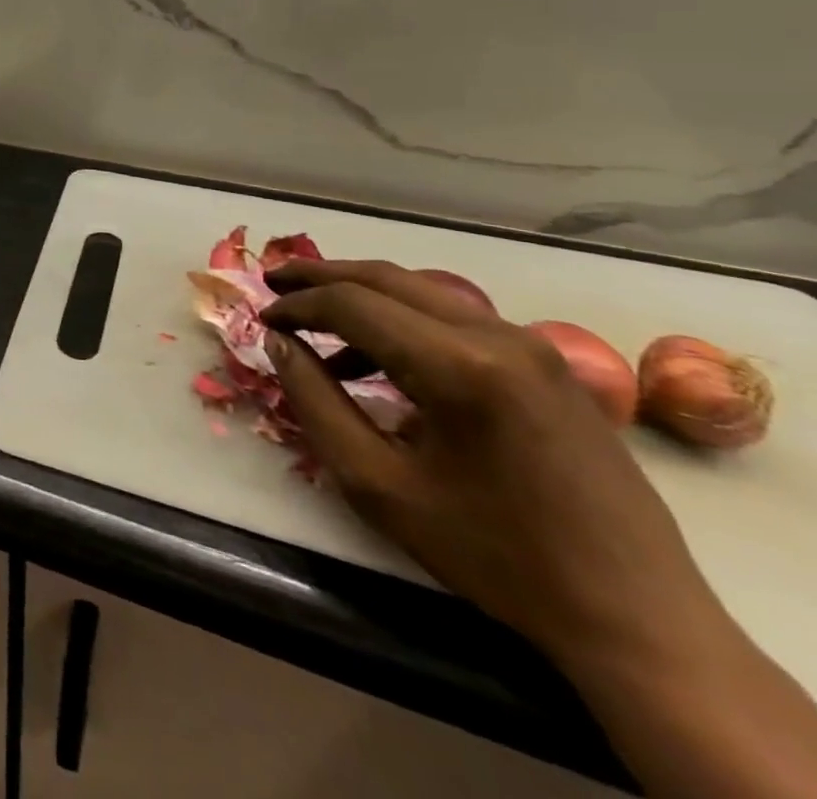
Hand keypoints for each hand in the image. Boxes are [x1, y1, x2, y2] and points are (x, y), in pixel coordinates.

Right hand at [260, 259, 718, 670]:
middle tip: (273, 285)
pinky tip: (377, 358)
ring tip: (314, 318)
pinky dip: (402, 320)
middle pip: (387, 279)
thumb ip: (315, 402)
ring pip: (422, 291)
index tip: (259, 319)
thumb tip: (279, 343)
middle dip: (321, 277)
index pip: (352, 304)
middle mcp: (499, 337)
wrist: (637, 619)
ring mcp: (532, 347)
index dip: (296, 305)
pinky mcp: (549, 366)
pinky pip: (456, 319)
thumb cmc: (494, 554)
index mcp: (459, 367)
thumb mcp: (378, 485)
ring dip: (362, 295)